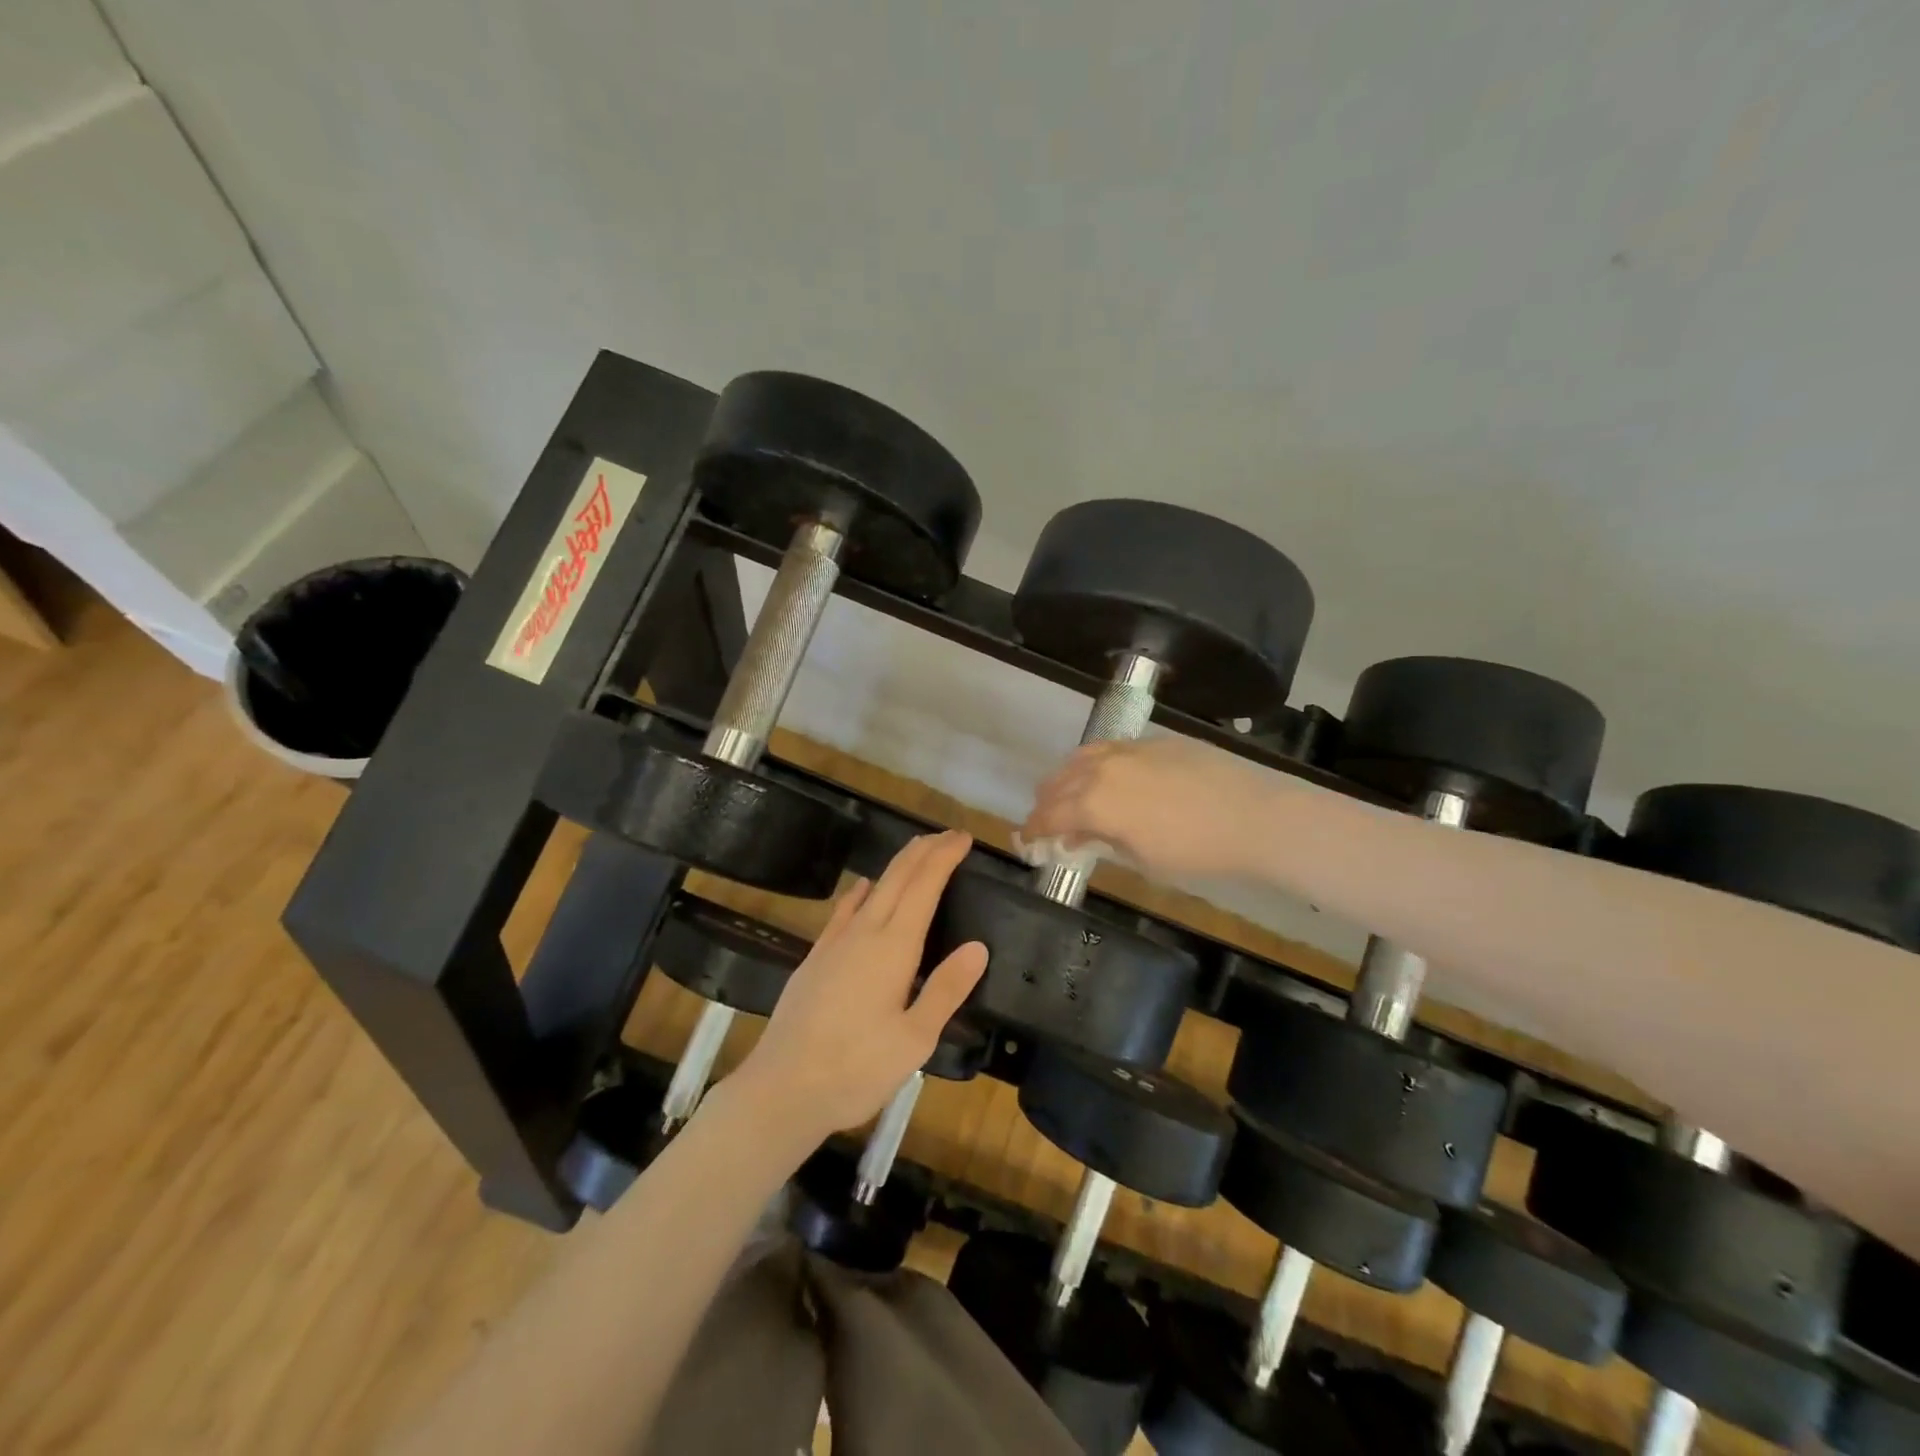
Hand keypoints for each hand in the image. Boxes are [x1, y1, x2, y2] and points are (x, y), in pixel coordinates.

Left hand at [732, 831, 987, 1144]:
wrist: (782, 1089)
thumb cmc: (856, 1070)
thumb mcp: (915, 1040)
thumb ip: (946, 989)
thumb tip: (978, 946)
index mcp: (893, 948)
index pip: (924, 887)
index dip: (944, 858)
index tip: (963, 838)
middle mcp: (864, 934)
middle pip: (897, 878)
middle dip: (924, 851)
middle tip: (948, 835)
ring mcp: (834, 944)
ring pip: (872, 889)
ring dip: (897, 866)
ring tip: (916, 851)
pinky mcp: (815, 959)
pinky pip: (843, 911)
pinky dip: (860, 892)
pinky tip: (863, 888)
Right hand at [1023, 738, 1277, 881]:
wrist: (1253, 816)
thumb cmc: (1195, 851)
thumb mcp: (1143, 859)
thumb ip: (1103, 841)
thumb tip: (1079, 835)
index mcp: (1094, 802)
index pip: (1049, 815)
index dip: (1033, 829)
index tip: (1025, 840)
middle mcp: (1102, 769)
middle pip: (1057, 782)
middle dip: (1046, 803)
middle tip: (1046, 822)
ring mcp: (1129, 749)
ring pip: (1081, 758)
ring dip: (1067, 779)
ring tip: (1071, 795)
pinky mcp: (1154, 741)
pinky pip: (1111, 748)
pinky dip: (1097, 764)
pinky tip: (1109, 777)